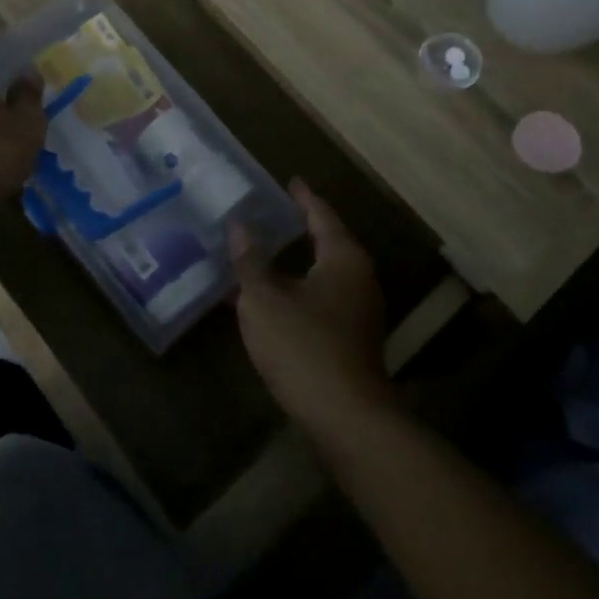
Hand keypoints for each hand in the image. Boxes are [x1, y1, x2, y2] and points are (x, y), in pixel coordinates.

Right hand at [232, 181, 391, 438]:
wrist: (344, 417)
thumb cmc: (302, 346)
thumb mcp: (263, 299)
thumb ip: (250, 260)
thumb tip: (240, 226)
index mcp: (343, 258)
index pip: (321, 215)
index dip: (303, 198)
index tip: (290, 181)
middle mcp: (358, 279)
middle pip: (326, 243)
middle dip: (298, 230)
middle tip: (269, 214)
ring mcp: (358, 312)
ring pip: (321, 276)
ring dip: (292, 265)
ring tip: (261, 253)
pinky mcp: (351, 340)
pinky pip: (319, 300)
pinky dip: (294, 291)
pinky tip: (267, 299)